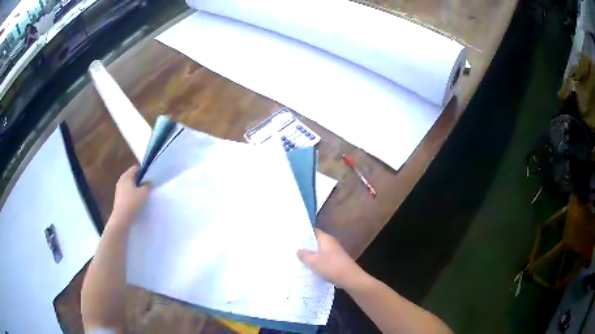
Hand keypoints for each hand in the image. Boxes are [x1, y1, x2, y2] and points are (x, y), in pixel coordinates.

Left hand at [111, 166, 150, 224]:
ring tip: (142, 194)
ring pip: (129, 184)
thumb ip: (148, 185)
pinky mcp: (118, 196)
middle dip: (139, 179)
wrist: (121, 217)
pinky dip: (131, 193)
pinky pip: (126, 191)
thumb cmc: (132, 202)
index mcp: (126, 176)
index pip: (135, 168)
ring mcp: (119, 188)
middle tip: (147, 185)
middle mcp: (121, 180)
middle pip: (132, 175)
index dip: (143, 171)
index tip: (149, 177)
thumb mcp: (144, 193)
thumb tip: (148, 183)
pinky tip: (136, 200)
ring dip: (135, 187)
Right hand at [298, 229, 368, 289]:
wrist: (350, 279)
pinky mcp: (335, 262)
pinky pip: (322, 260)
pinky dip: (315, 262)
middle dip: (304, 245)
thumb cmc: (331, 267)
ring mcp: (333, 253)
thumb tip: (298, 250)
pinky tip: (307, 268)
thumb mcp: (314, 261)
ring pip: (318, 252)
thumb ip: (304, 255)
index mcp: (326, 239)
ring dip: (309, 255)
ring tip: (295, 258)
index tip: (291, 236)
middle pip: (315, 242)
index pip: (312, 231)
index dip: (302, 233)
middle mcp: (330, 243)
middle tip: (290, 248)